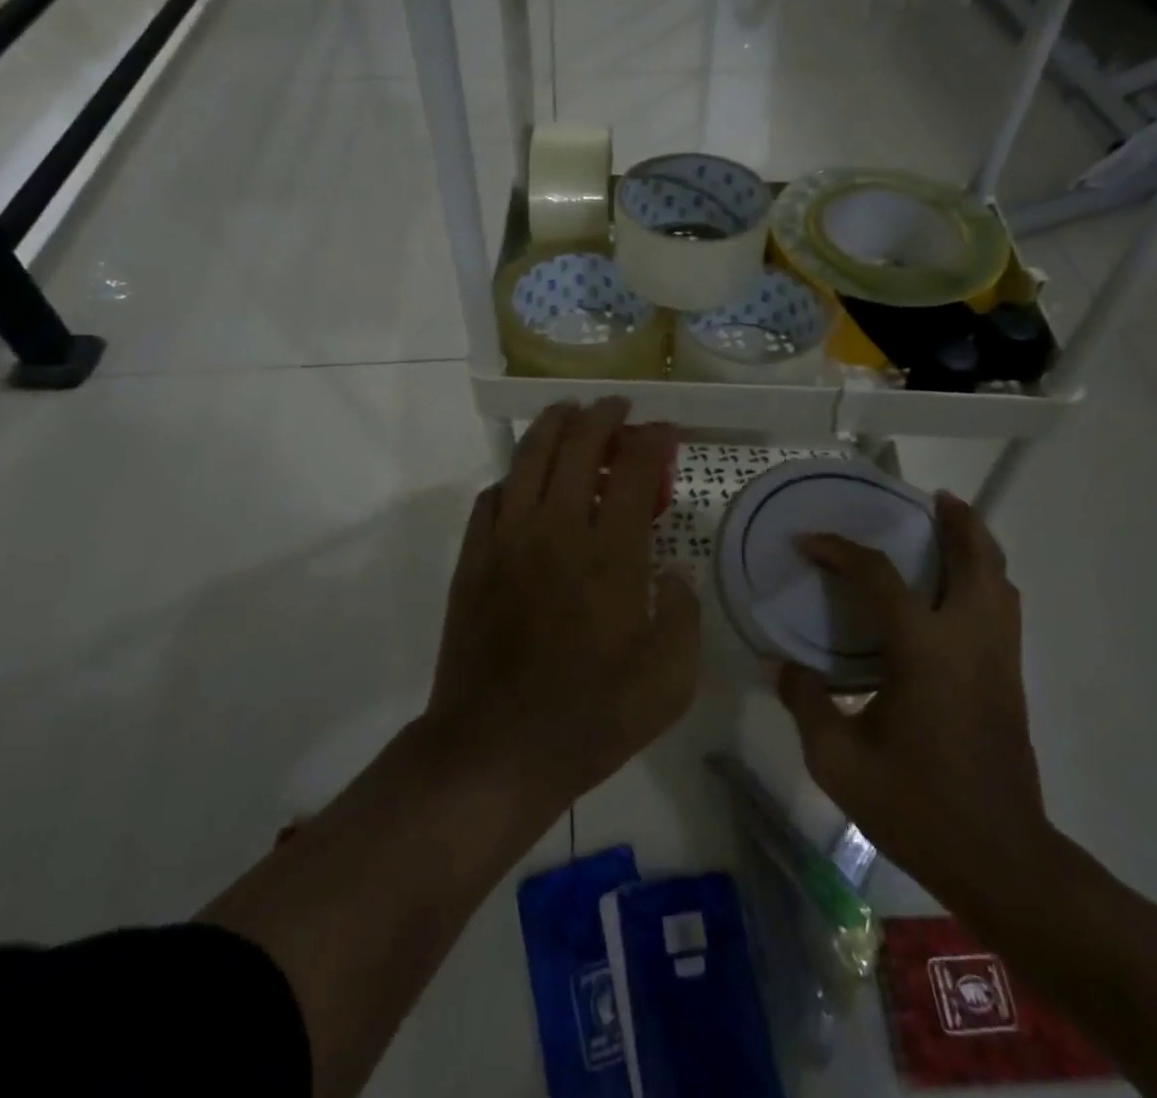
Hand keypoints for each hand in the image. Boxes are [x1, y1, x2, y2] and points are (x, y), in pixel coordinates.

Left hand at [424, 399, 699, 811]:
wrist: (495, 750)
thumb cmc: (591, 719)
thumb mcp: (670, 682)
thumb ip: (683, 616)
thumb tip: (673, 574)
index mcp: (611, 555)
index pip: (634, 470)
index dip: (652, 440)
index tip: (664, 430)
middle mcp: (558, 530)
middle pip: (577, 446)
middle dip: (602, 416)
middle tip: (617, 407)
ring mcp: (508, 540)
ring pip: (528, 458)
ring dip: (552, 425)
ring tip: (569, 412)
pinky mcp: (473, 558)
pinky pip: (492, 495)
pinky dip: (513, 475)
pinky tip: (524, 478)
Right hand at [776, 492, 1052, 911]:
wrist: (1002, 861)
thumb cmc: (917, 807)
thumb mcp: (840, 763)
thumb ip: (806, 704)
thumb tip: (785, 667)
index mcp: (925, 652)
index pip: (880, 577)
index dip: (841, 551)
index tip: (808, 542)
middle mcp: (969, 642)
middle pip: (975, 560)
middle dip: (958, 521)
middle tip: (932, 498)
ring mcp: (998, 660)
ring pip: (1001, 582)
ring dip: (979, 547)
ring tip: (953, 530)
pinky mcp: (1010, 680)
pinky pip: (1003, 609)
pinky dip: (986, 580)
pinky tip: (958, 593)